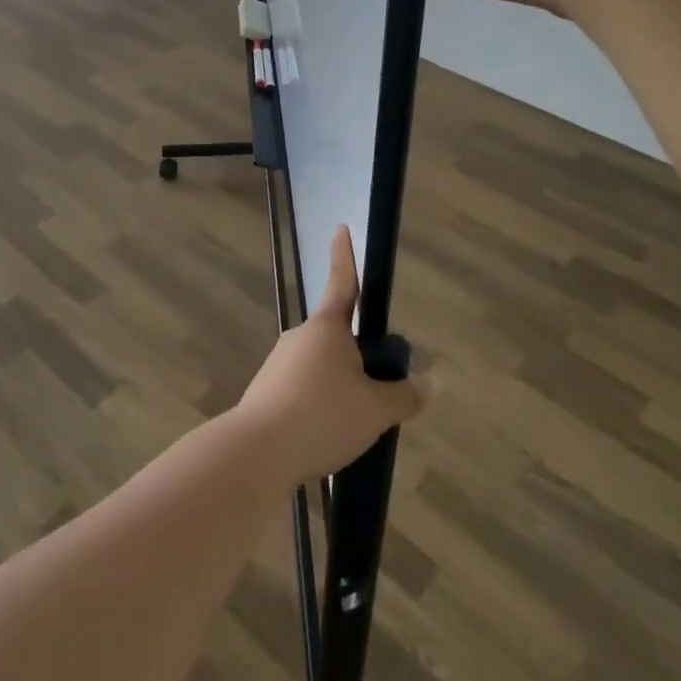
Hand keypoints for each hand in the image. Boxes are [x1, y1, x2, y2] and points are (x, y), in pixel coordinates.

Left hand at [233, 227, 424, 488]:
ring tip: (351, 426)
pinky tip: (325, 438)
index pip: (343, 282)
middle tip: (378, 391)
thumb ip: (403, 396)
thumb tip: (424, 386)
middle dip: (358, 357)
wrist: (256, 452)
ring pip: (320, 368)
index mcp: (327, 327)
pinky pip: (303, 392)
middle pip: (337, 337)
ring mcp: (279, 364)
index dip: (344, 255)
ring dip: (338, 387)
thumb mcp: (375, 410)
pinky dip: (318, 407)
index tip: (340, 228)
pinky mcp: (266, 392)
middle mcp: (300, 337)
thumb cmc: (322, 416)